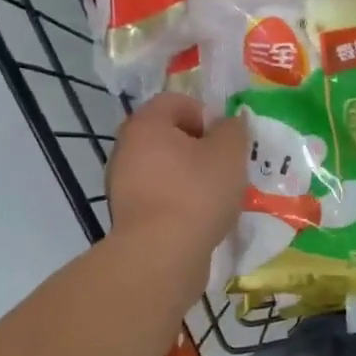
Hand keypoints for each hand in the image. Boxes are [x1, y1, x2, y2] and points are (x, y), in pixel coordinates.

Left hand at [107, 93, 248, 265]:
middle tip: (225, 167)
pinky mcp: (128, 215)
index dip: (205, 114)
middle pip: (168, 135)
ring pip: (164, 168)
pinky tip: (199, 218)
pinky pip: (159, 196)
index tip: (225, 140)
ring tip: (216, 196)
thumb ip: (233, 129)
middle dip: (199, 147)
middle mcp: (126, 148)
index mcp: (146, 124)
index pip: (176, 101)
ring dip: (190, 176)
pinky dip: (178, 201)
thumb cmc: (196, 193)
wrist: (161, 254)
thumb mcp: (229, 153)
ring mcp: (122, 183)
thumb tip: (230, 122)